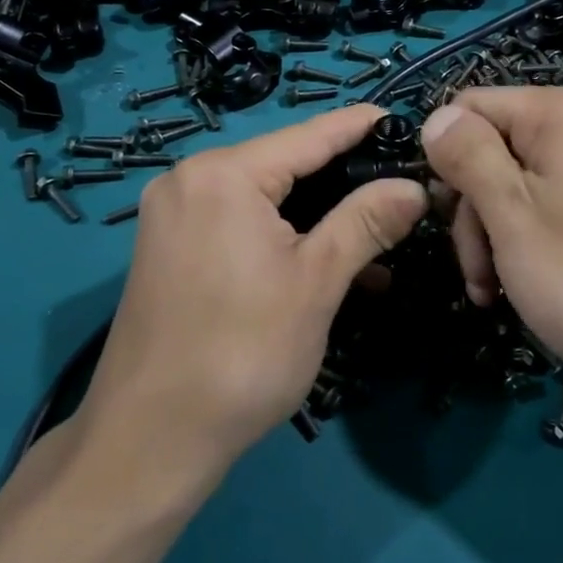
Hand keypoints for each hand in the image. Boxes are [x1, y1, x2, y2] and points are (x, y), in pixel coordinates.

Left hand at [74, 106, 427, 485]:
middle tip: (403, 187)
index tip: (405, 119)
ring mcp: (175, 214)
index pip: (310, 135)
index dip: (361, 126)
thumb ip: (366, 222)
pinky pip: (241, 223)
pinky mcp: (170, 248)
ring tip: (379, 232)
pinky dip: (284, 237)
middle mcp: (190, 180)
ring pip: (266, 197)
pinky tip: (327, 262)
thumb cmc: (242, 354)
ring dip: (319, 215)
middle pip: (286, 164)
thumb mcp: (316, 283)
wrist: (147, 442)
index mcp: (224, 175)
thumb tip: (415, 187)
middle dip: (346, 179)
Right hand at [422, 88, 562, 400]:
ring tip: (495, 290)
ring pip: (526, 180)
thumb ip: (467, 156)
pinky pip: (561, 201)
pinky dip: (535, 237)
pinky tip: (529, 285)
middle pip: (499, 146)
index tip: (445, 217)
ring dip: (499, 232)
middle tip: (477, 271)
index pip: (473, 106)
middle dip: (475, 208)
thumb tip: (436, 117)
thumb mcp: (510, 215)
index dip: (447, 158)